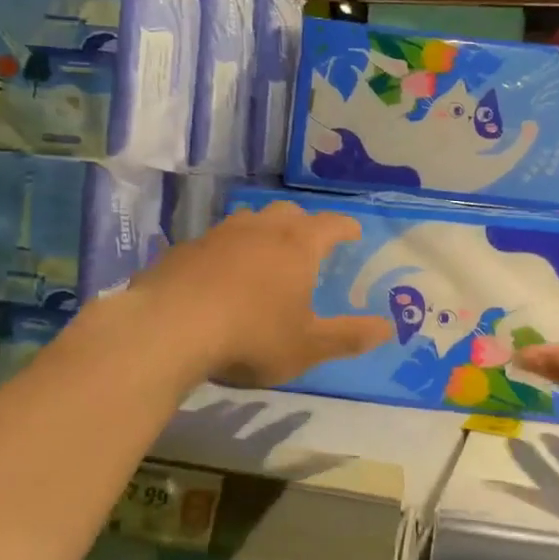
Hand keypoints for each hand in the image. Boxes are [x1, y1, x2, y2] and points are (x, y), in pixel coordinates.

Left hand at [125, 202, 392, 388]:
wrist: (169, 329)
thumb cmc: (252, 336)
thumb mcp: (308, 346)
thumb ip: (349, 336)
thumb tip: (389, 328)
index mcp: (297, 246)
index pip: (331, 224)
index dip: (346, 227)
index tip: (354, 233)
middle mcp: (260, 229)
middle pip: (288, 213)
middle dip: (303, 224)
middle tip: (307, 243)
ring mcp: (218, 235)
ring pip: (248, 220)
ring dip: (261, 232)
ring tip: (263, 255)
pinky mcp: (184, 249)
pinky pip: (214, 242)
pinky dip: (225, 252)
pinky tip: (218, 276)